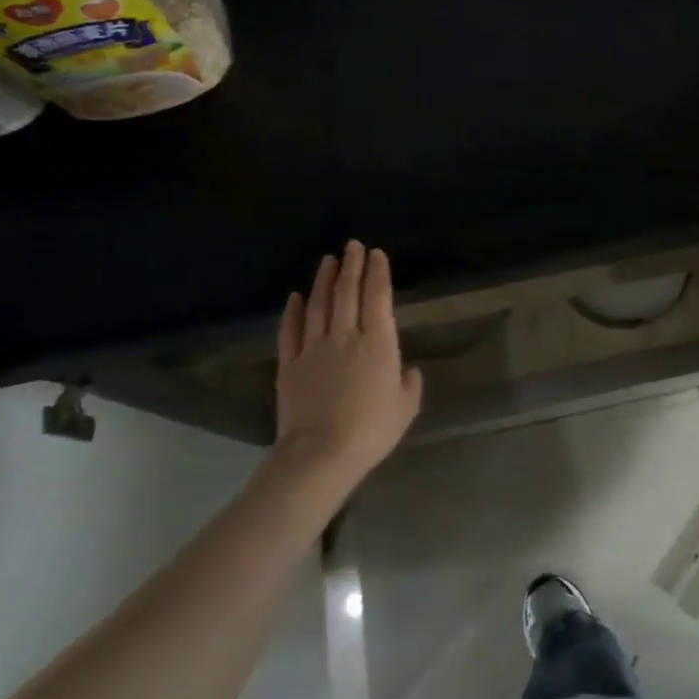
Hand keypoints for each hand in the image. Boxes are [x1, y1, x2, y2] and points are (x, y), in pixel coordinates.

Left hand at [272, 242, 422, 508]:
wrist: (321, 453)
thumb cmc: (372, 430)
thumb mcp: (406, 407)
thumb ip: (409, 384)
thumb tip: (407, 371)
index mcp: (379, 343)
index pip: (378, 298)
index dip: (377, 273)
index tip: (376, 254)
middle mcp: (346, 336)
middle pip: (347, 293)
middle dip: (351, 267)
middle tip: (352, 246)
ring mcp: (314, 349)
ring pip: (319, 305)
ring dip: (324, 280)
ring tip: (328, 260)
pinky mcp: (290, 365)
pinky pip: (291, 331)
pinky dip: (293, 311)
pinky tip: (296, 297)